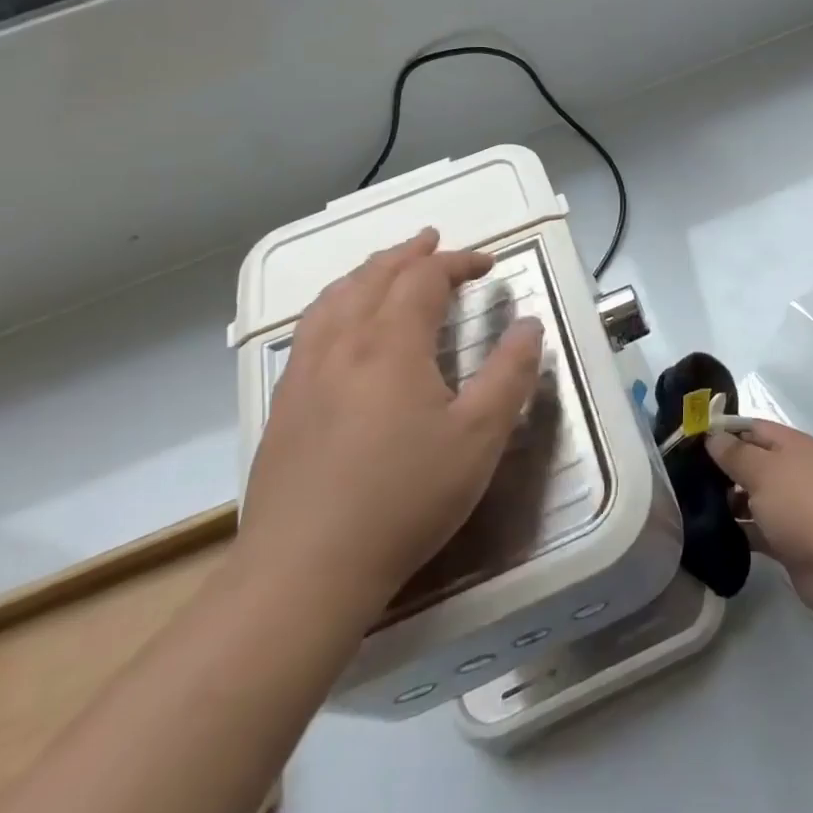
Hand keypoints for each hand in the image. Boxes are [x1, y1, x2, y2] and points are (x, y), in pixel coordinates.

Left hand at [239, 228, 543, 628]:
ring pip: (334, 299)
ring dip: (366, 273)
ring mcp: (305, 374)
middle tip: (433, 242)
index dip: (457, 262)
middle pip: (373, 277)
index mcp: (391, 343)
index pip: (424, 278)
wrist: (304, 571)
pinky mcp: (283, 405)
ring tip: (386, 268)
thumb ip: (510, 373)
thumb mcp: (479, 437)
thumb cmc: (404, 498)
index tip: (487, 264)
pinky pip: (310, 330)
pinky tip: (340, 326)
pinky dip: (335, 304)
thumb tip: (529, 324)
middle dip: (409, 254)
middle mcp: (343, 344)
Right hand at [706, 420, 812, 621]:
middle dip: (724, 469)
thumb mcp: (763, 471)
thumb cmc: (802, 504)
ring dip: (730, 502)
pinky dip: (741, 531)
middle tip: (687, 477)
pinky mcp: (792, 542)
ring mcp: (796, 509)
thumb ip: (736, 453)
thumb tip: (713, 436)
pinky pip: (760, 530)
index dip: (725, 431)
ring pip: (756, 499)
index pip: (754, 428)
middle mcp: (796, 472)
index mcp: (794, 446)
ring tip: (693, 507)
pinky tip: (713, 534)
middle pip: (755, 464)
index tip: (693, 440)